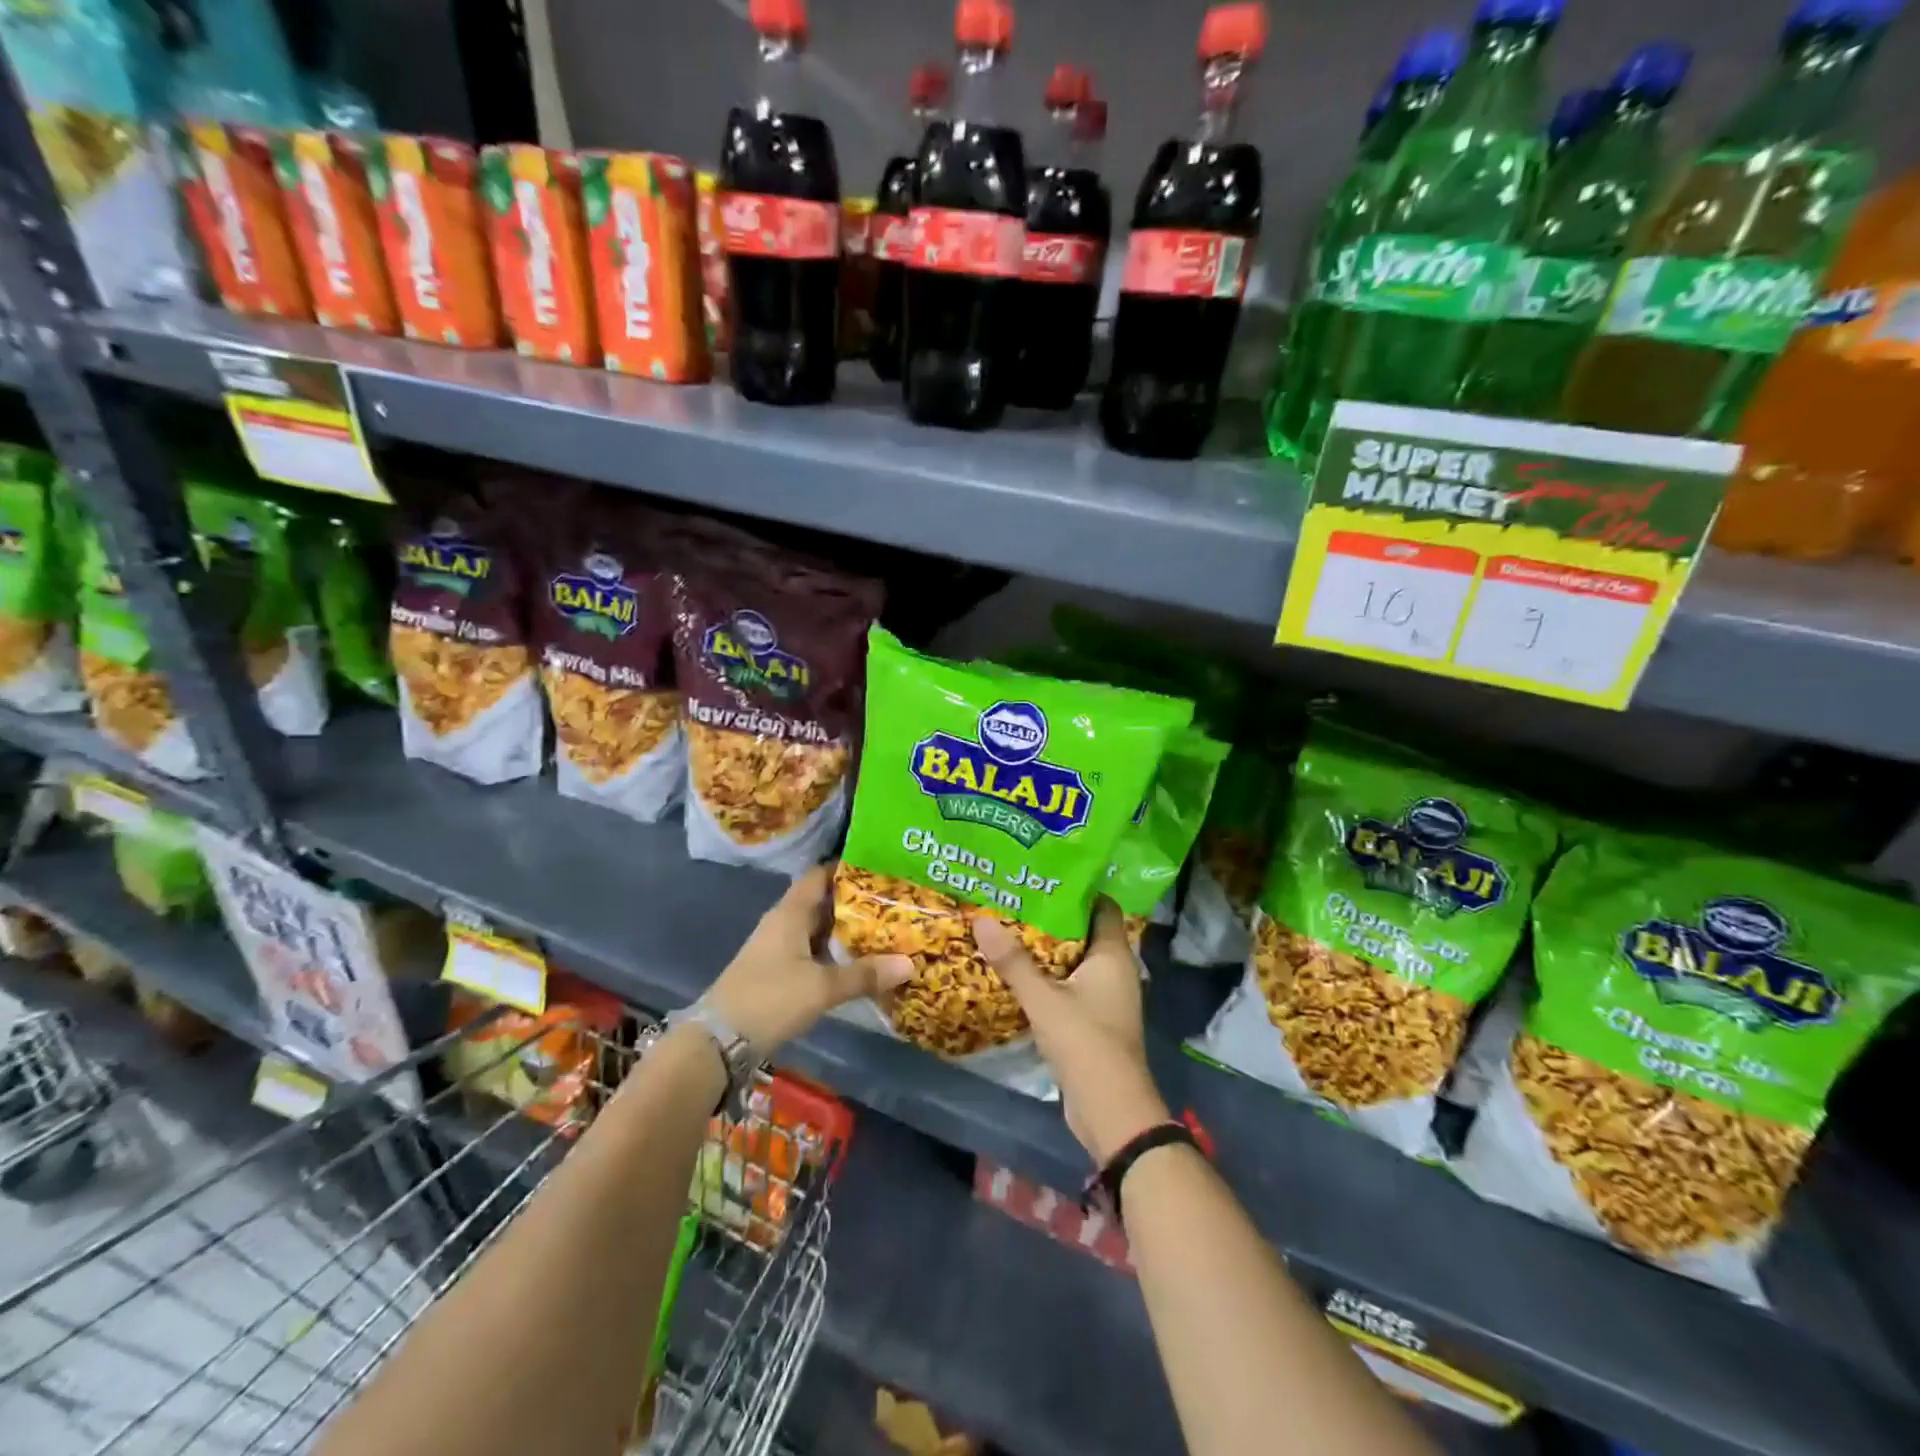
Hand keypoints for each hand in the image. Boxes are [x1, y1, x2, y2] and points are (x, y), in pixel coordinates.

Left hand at [704, 863, 912, 1052]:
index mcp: (791, 913)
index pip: (819, 875)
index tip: (879, 868)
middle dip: (855, 902)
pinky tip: (858, 963)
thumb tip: (910, 963)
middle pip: (822, 902)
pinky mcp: (777, 972)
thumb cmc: (770, 999)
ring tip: (885, 930)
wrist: (718, 1041)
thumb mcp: (821, 987)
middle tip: (893, 902)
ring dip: (846, 931)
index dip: (846, 868)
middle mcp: (783, 923)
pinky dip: (834, 953)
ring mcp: (778, 948)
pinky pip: (812, 952)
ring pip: (818, 930)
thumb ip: (864, 975)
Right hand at [972, 899, 1170, 1163]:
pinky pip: (1071, 985)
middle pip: (1085, 931)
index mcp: (1113, 955)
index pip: (1102, 906)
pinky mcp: (1094, 1019)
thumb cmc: (1085, 1044)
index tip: (1044, 874)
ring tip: (1011, 926)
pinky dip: (1049, 975)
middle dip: (1054, 916)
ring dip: (1048, 948)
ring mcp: (1106, 997)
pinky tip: (1020, 970)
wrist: (1111, 1111)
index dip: (1077, 889)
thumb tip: (981, 919)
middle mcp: (1115, 970)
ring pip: (1076, 959)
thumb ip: (1013, 962)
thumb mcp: (1044, 1000)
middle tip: (1017, 897)